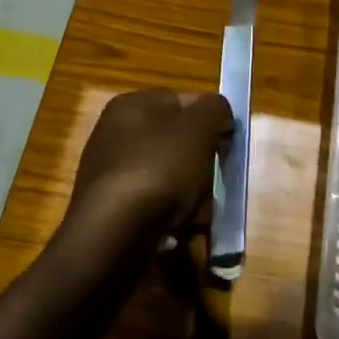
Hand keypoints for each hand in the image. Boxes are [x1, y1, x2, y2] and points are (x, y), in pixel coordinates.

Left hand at [62, 89, 232, 255]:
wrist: (112, 237)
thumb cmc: (157, 171)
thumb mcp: (196, 129)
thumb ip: (214, 110)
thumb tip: (218, 112)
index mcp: (131, 105)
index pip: (184, 101)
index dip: (210, 121)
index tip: (226, 146)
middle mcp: (116, 134)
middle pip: (179, 143)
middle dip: (202, 166)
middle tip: (211, 185)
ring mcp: (112, 173)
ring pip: (171, 178)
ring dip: (192, 197)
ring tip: (196, 216)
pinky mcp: (112, 209)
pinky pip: (155, 206)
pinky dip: (172, 218)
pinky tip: (177, 232)